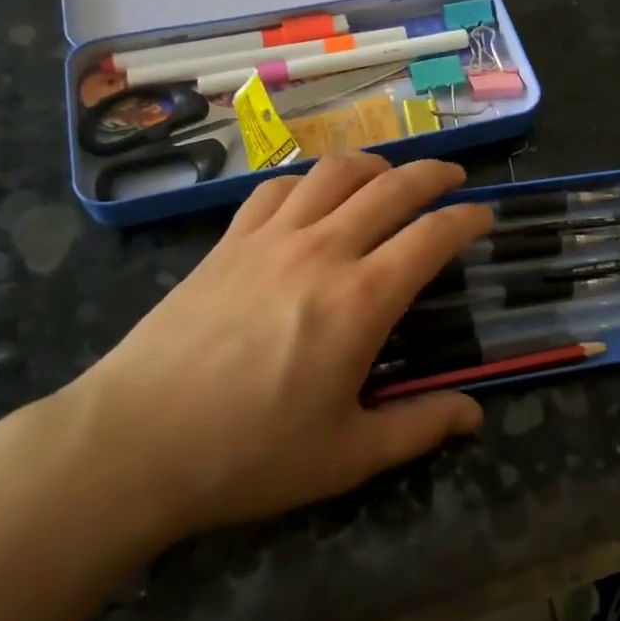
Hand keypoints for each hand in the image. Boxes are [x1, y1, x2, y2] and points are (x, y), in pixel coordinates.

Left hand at [65, 154, 492, 546]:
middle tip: (454, 178)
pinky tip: (313, 196)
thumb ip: (418, 427)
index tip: (485, 215)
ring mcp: (271, 237)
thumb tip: (474, 413)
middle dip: (433, 174)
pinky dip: (309, 181)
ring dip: (374, 164)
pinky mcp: (229, 240)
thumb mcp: (346, 456)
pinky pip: (277, 187)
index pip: (431, 237)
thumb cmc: (248, 454)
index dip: (466, 219)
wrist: (134, 442)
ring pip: (334, 173)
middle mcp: (322, 250)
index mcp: (360, 300)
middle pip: (391, 187)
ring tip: (390, 175)